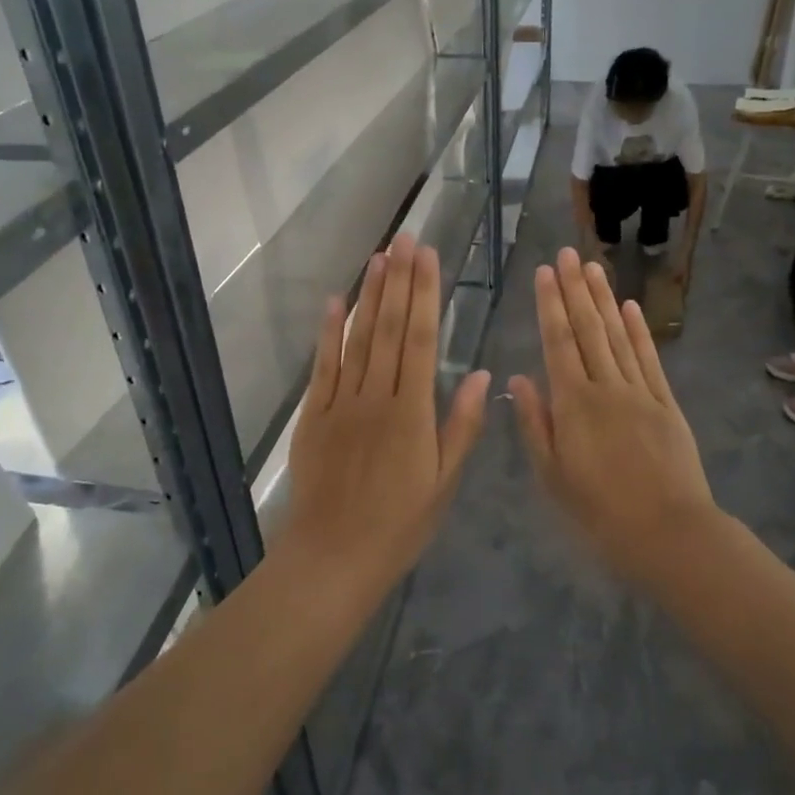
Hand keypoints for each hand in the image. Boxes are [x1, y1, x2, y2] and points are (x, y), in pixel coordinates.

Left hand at [285, 235, 489, 585]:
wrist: (334, 556)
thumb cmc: (400, 524)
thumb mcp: (444, 481)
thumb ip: (462, 425)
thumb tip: (481, 374)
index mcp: (412, 412)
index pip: (420, 340)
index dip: (425, 294)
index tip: (429, 258)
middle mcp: (375, 397)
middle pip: (388, 328)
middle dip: (399, 280)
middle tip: (404, 239)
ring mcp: (340, 403)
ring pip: (357, 339)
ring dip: (369, 295)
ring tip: (379, 257)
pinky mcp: (313, 415)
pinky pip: (323, 366)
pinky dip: (328, 332)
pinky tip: (336, 302)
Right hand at [509, 248, 719, 588]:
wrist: (668, 532)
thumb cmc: (599, 510)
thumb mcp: (553, 474)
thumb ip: (536, 423)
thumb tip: (519, 378)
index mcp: (573, 403)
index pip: (558, 342)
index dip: (550, 304)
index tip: (545, 273)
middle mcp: (606, 386)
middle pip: (588, 329)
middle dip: (575, 289)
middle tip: (567, 253)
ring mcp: (640, 391)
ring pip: (617, 335)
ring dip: (604, 299)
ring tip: (593, 266)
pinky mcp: (666, 403)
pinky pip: (649, 358)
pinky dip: (638, 330)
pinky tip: (629, 307)